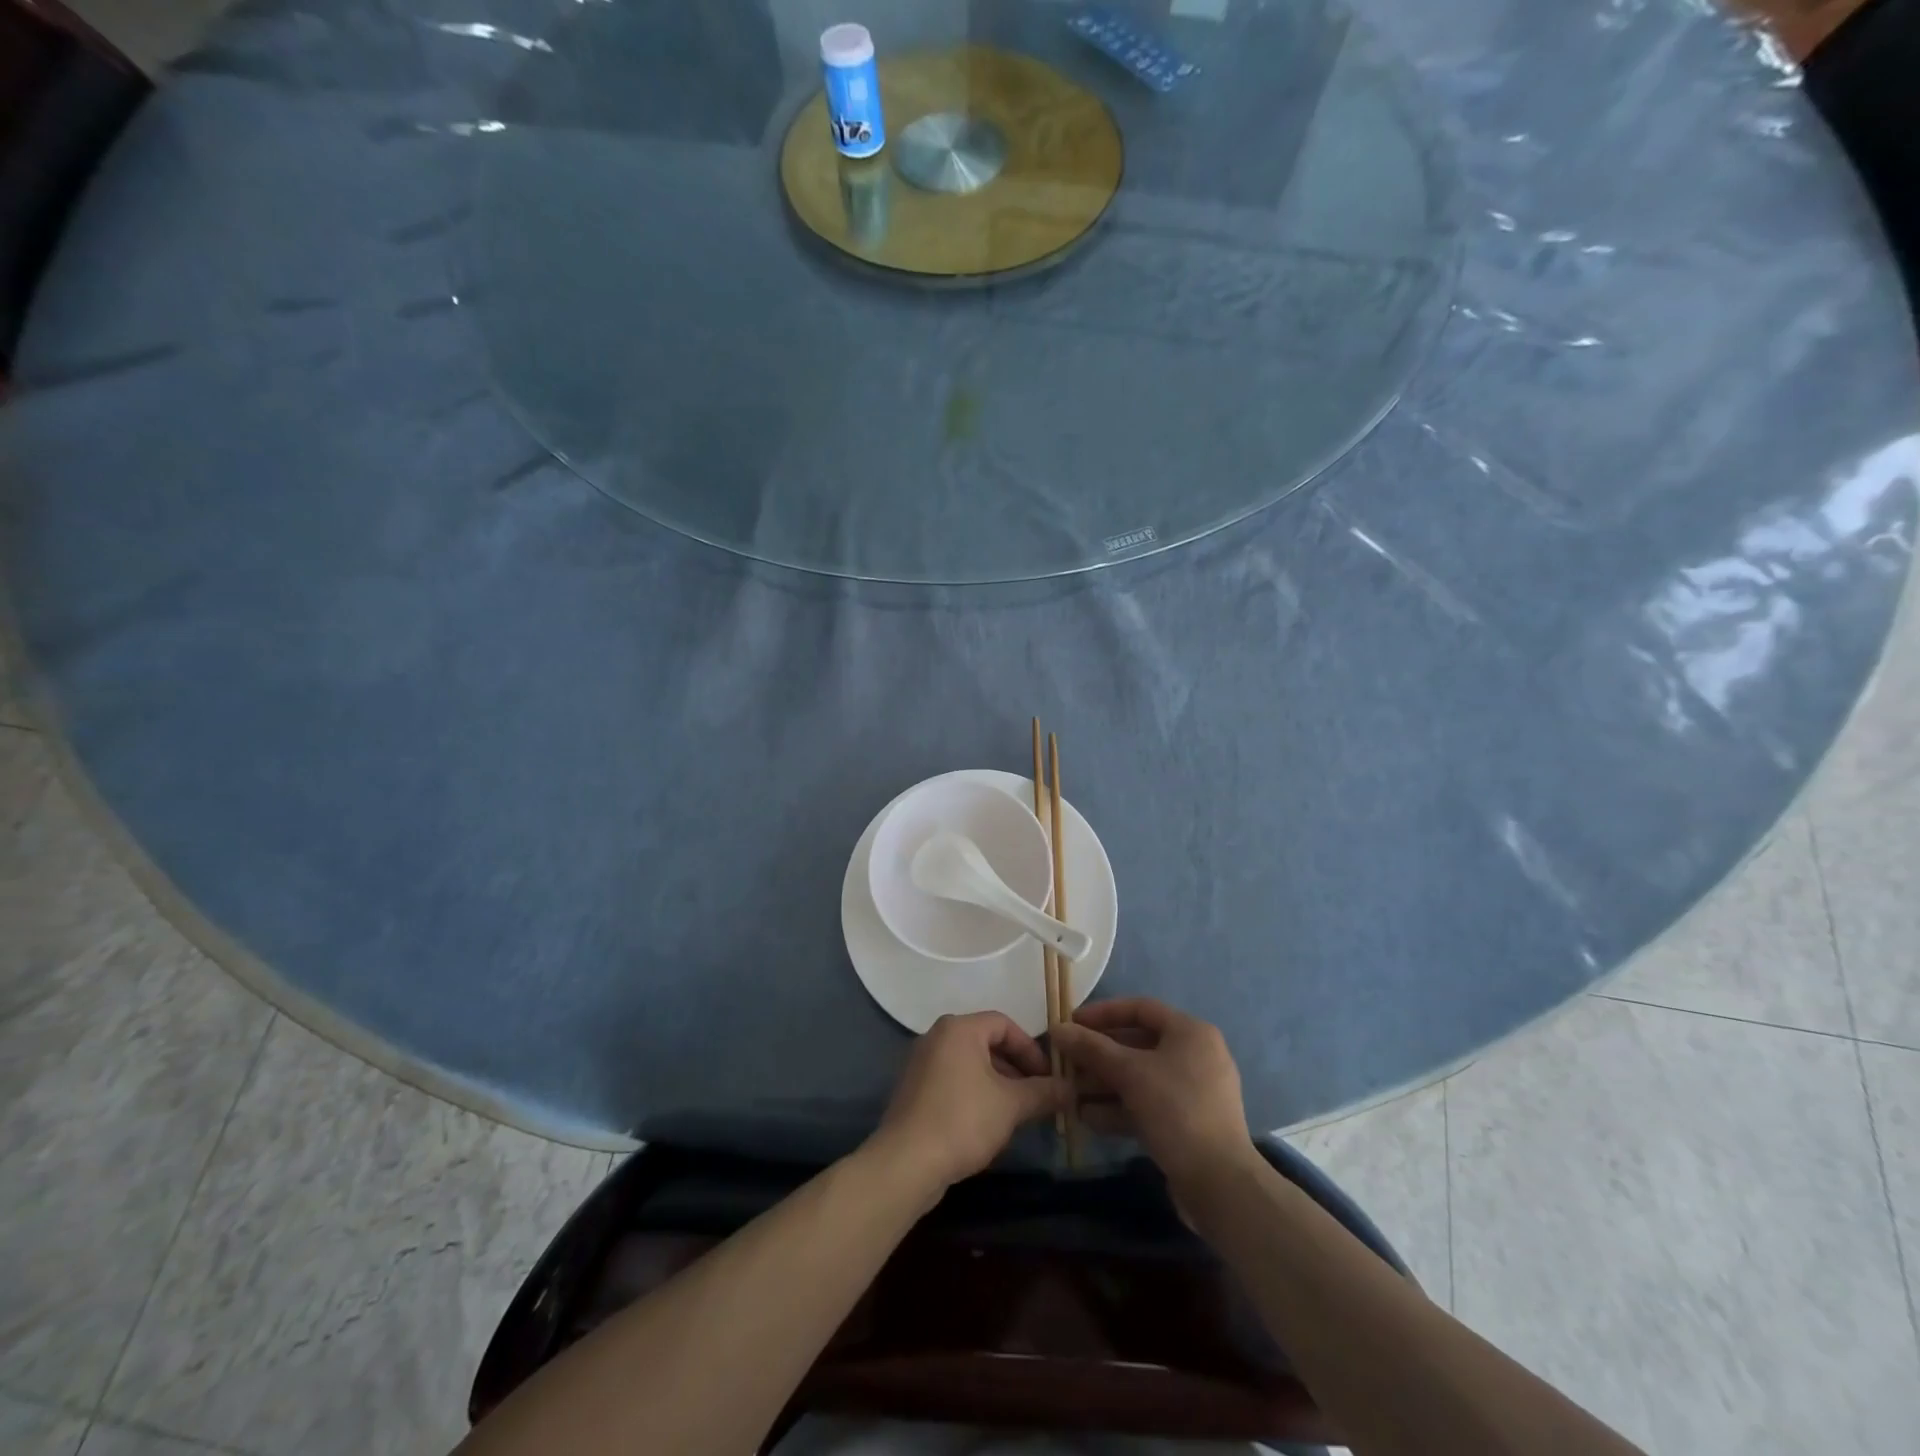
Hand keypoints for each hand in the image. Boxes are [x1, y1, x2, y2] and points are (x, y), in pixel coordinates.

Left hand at [867, 1012, 1062, 1199]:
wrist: (906, 1162)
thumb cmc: (963, 1120)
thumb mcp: (1011, 1105)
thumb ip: (1043, 1092)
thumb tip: (1071, 1089)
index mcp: (959, 1028)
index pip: (1004, 1024)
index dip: (1031, 1049)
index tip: (1048, 1078)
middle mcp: (937, 1036)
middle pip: (986, 1042)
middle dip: (1016, 1068)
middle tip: (1036, 1096)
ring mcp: (921, 1063)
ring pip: (970, 1064)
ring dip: (997, 1083)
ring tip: (1017, 1113)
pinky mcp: (913, 1090)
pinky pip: (953, 1080)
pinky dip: (975, 1093)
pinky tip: (987, 1123)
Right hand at [1053, 998, 1253, 1190]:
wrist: (1220, 1184)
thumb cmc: (1176, 1111)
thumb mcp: (1130, 1073)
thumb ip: (1091, 1048)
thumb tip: (1057, 1029)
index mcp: (1191, 1033)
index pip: (1140, 1009)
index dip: (1103, 1013)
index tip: (1072, 1024)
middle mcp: (1195, 1055)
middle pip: (1138, 1044)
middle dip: (1099, 1055)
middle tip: (1066, 1061)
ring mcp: (1193, 1091)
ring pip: (1140, 1077)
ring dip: (1104, 1083)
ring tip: (1070, 1093)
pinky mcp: (1187, 1123)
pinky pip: (1148, 1104)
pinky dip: (1120, 1107)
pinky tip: (1089, 1117)